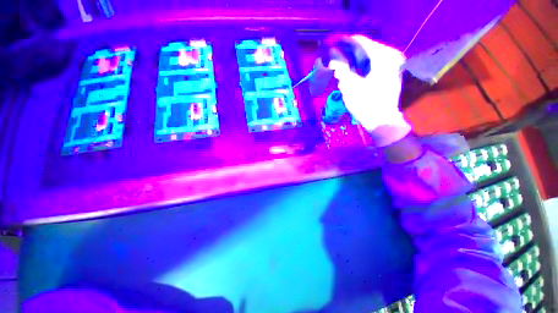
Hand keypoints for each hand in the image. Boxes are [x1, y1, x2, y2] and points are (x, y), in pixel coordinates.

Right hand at [327, 35, 411, 145]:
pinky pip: (372, 64)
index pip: (359, 42)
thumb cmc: (365, 105)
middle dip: (347, 53)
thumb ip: (342, 68)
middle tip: (334, 60)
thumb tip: (332, 56)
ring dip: (353, 61)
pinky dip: (360, 67)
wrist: (382, 121)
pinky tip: (351, 73)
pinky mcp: (390, 73)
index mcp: (382, 57)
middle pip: (364, 48)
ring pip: (367, 57)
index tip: (331, 47)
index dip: (343, 43)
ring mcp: (392, 64)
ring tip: (340, 67)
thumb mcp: (350, 86)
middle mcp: (390, 56)